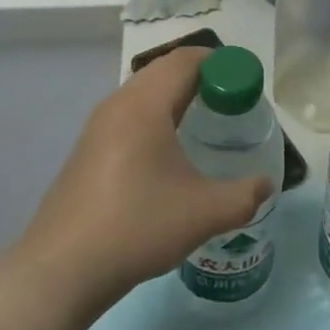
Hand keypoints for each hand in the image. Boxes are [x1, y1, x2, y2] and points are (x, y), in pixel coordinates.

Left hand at [18, 47, 272, 315]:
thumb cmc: (137, 226)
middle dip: (201, 78)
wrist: (62, 268)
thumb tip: (266, 185)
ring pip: (144, 93)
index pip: (186, 60)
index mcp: (145, 104)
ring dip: (176, 97)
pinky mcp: (88, 149)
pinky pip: (129, 115)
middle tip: (232, 103)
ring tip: (205, 124)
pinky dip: (156, 117)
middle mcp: (118, 104)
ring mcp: (97, 126)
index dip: (221, 63)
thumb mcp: (204, 213)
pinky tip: (169, 154)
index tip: (246, 84)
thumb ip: (244, 195)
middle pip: (164, 71)